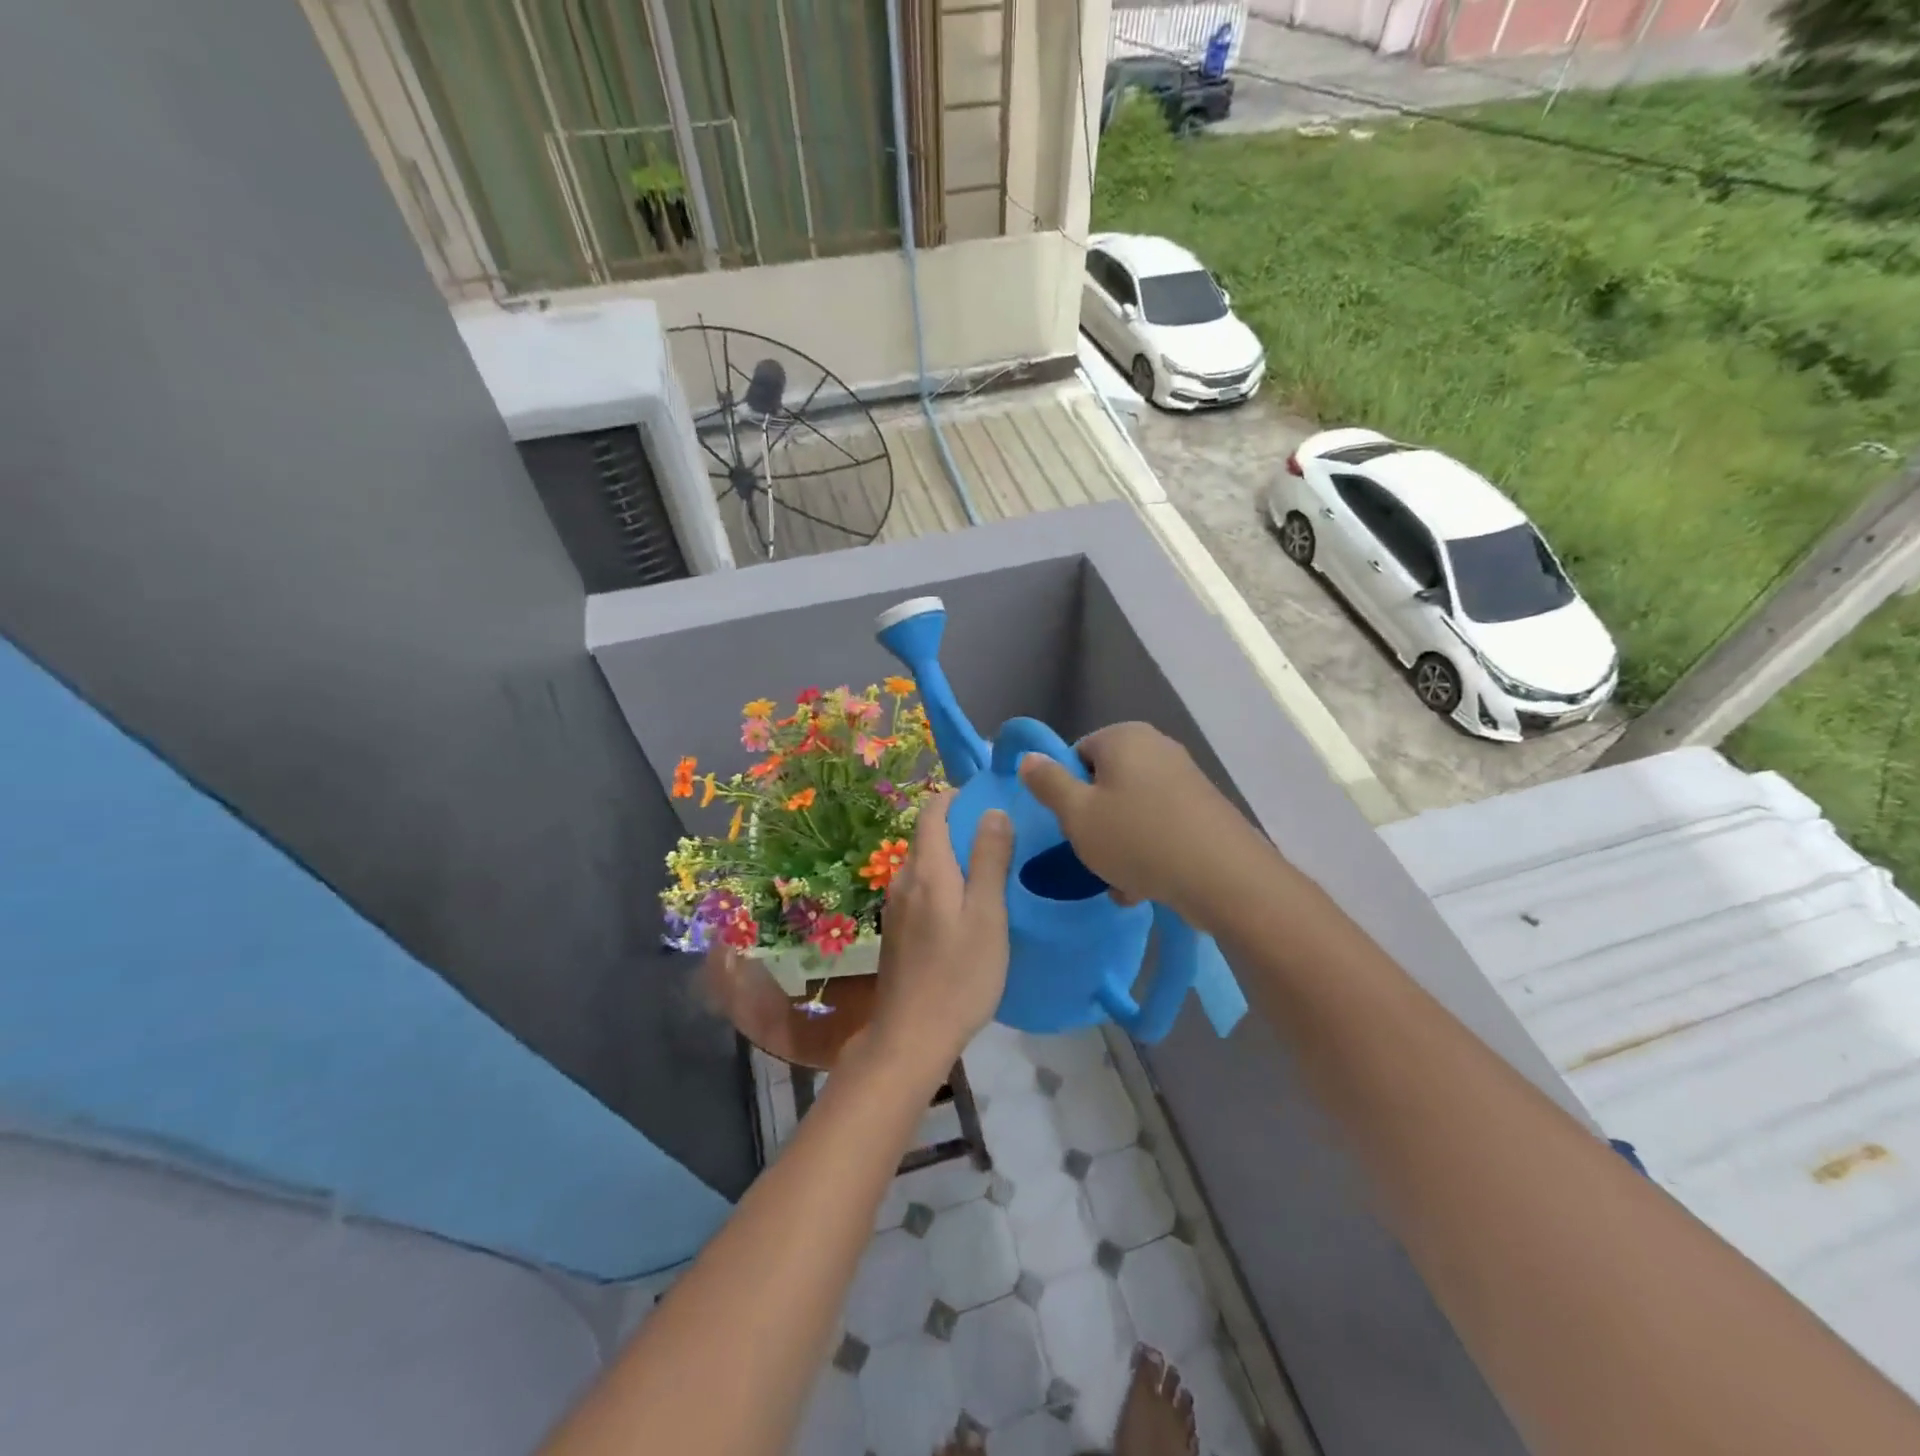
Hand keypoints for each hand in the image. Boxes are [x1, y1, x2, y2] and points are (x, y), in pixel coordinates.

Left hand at [869, 793, 1014, 1076]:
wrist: (912, 1035)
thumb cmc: (959, 974)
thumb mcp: (987, 915)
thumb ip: (989, 860)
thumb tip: (992, 811)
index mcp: (927, 869)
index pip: (932, 812)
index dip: (956, 797)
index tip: (987, 798)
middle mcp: (903, 879)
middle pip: (927, 837)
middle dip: (958, 826)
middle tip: (999, 836)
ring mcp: (896, 907)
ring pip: (924, 865)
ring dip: (951, 857)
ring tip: (988, 871)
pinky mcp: (896, 931)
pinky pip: (920, 889)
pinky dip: (942, 882)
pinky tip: (964, 907)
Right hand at [1017, 722, 1265, 930]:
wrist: (1224, 877)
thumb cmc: (1138, 838)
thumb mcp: (1077, 814)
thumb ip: (1048, 783)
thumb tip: (1029, 757)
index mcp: (1124, 737)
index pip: (1076, 755)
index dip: (1066, 792)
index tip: (1069, 825)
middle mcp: (1156, 747)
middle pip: (1105, 783)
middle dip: (1094, 822)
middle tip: (1091, 855)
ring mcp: (1185, 777)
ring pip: (1131, 810)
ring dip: (1119, 844)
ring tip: (1119, 880)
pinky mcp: (1203, 809)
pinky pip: (1159, 825)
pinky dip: (1147, 850)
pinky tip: (1144, 886)